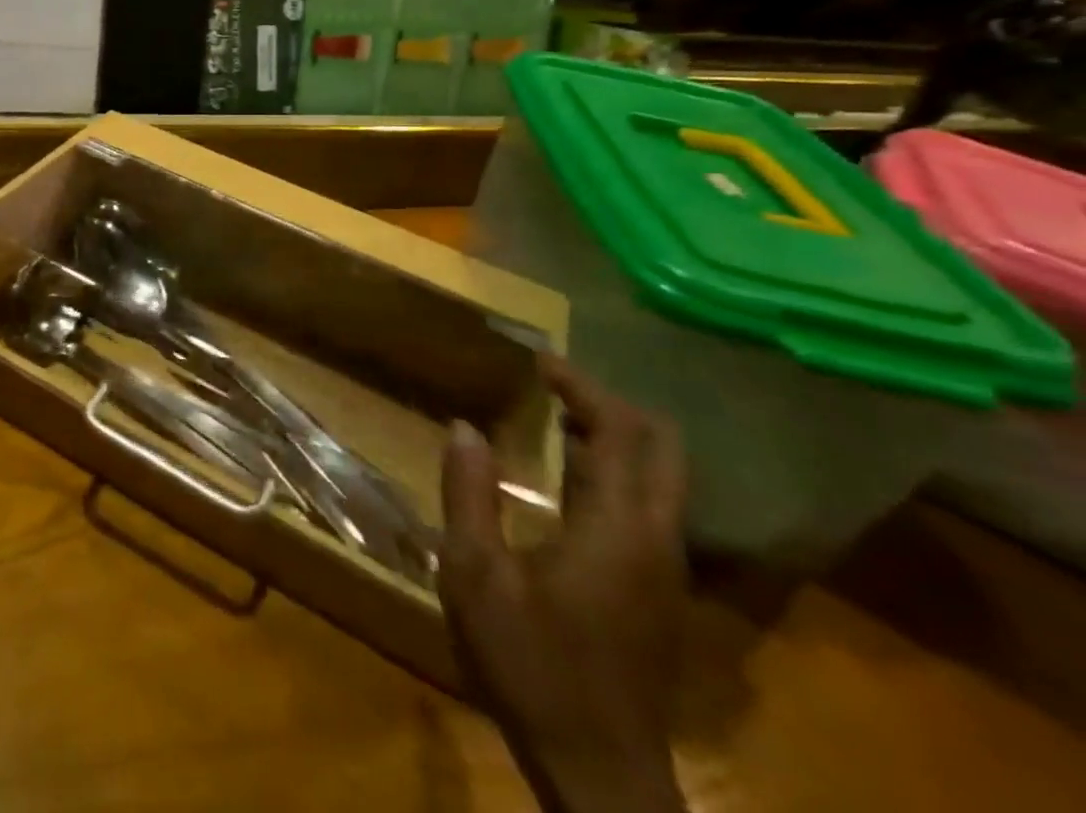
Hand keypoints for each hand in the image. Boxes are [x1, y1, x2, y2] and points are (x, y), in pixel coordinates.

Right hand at [438, 359, 687, 812]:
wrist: (600, 774)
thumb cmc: (533, 666)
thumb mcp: (476, 577)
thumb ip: (469, 494)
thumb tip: (465, 427)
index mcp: (618, 528)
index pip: (618, 432)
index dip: (582, 387)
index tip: (541, 360)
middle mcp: (657, 539)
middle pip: (661, 448)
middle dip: (612, 405)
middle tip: (556, 386)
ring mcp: (666, 569)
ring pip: (659, 478)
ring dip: (614, 438)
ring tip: (554, 418)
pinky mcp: (659, 592)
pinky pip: (647, 507)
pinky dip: (614, 472)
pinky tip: (566, 481)